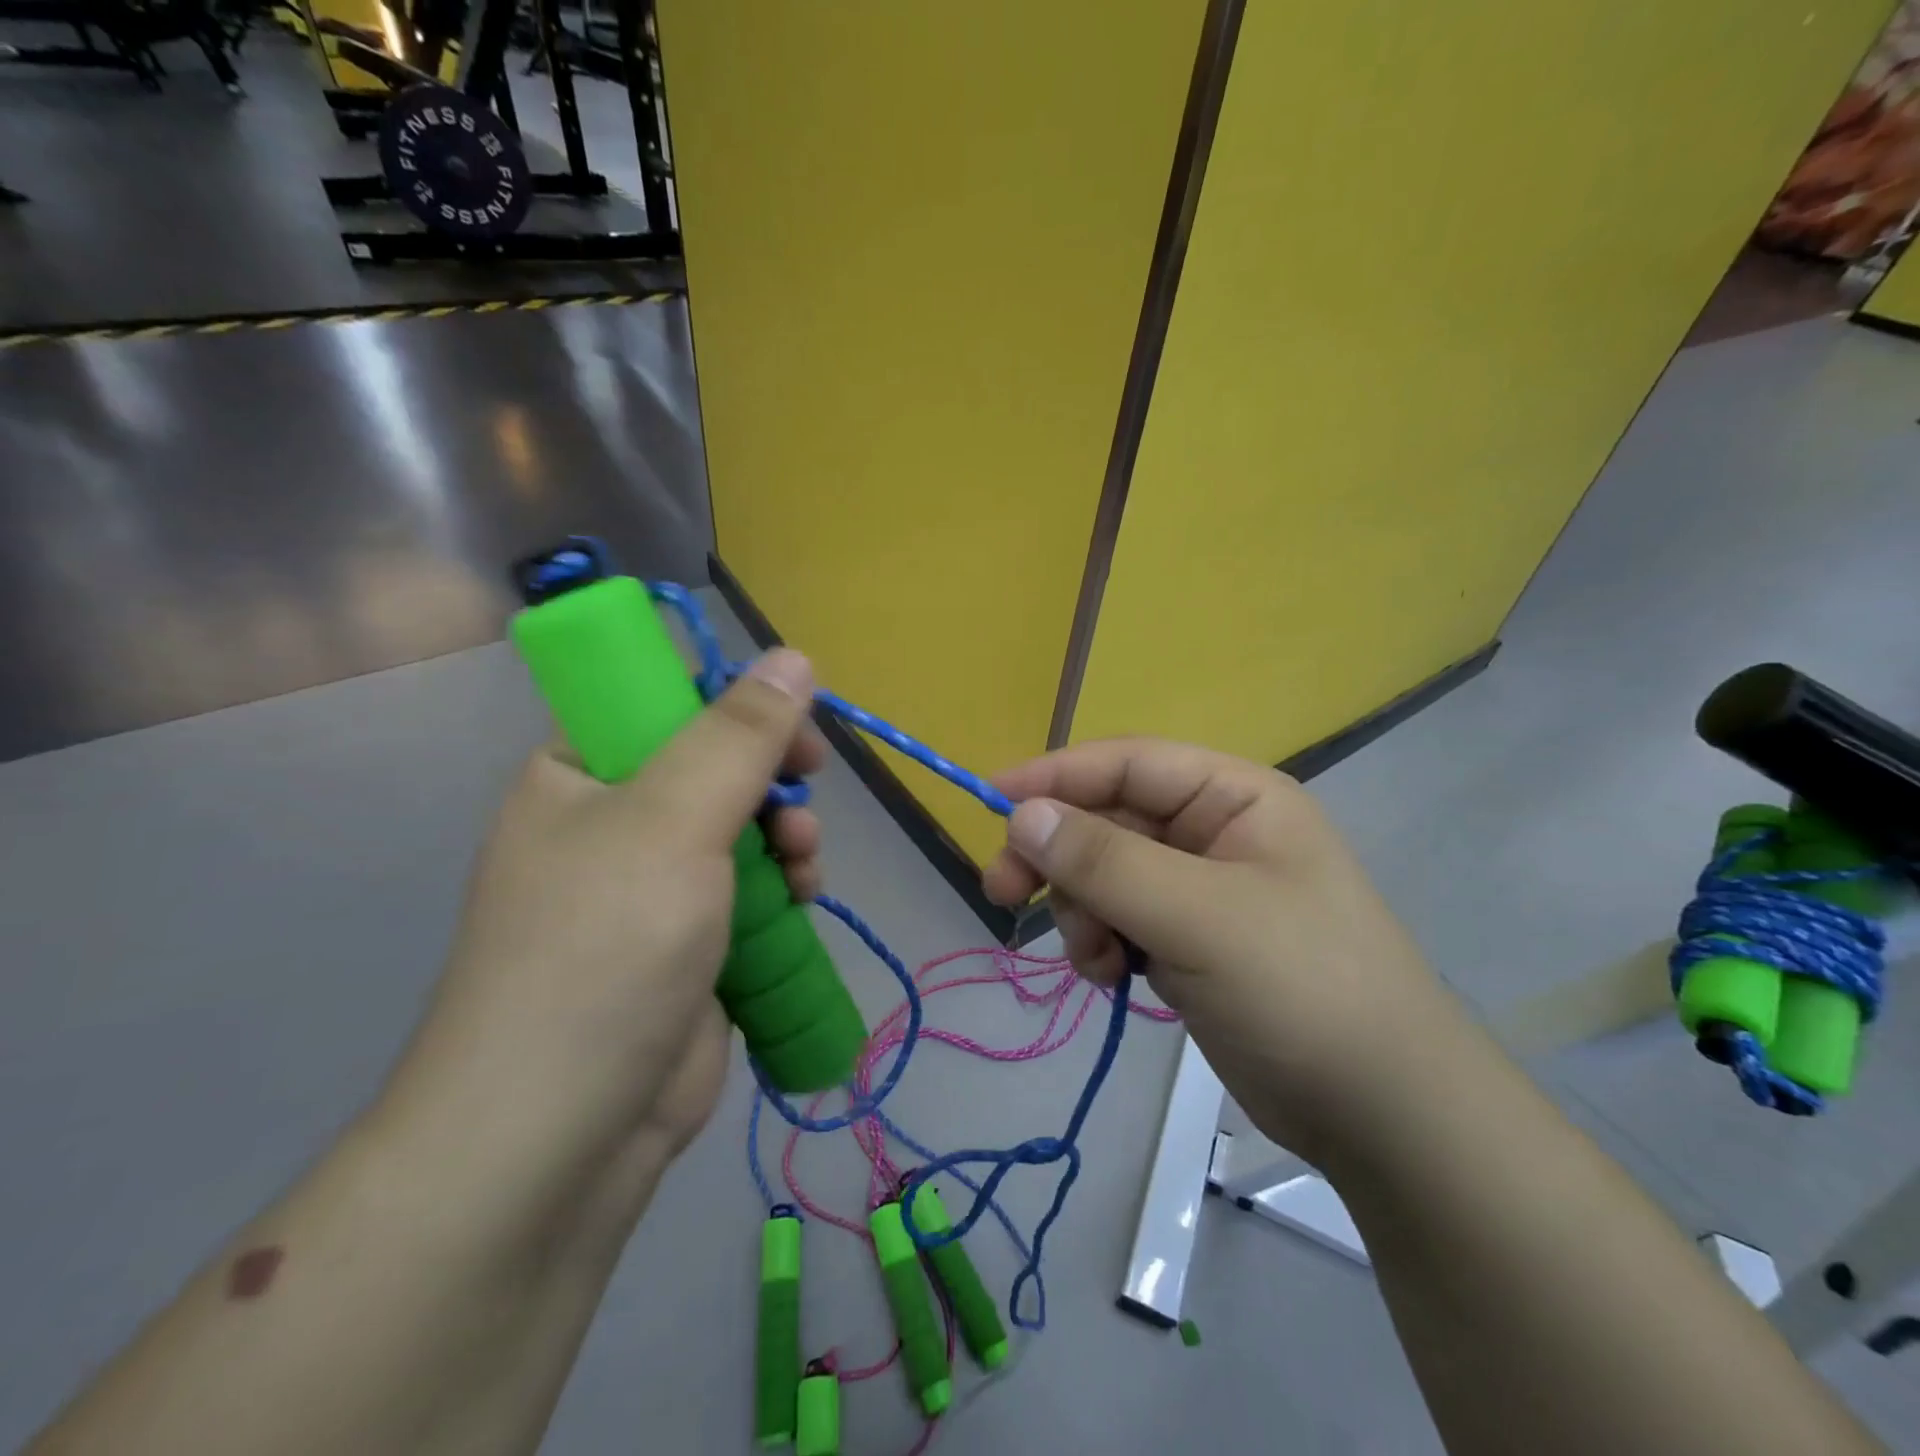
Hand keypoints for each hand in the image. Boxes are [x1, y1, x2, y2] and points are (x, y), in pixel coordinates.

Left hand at [388, 649, 824, 1194]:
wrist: (565, 1132)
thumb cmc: (603, 950)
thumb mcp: (672, 821)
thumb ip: (737, 736)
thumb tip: (793, 656)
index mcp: (581, 772)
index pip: (663, 699)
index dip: (732, 700)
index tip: (786, 725)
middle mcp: (615, 820)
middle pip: (718, 763)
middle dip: (772, 775)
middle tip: (806, 784)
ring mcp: (658, 884)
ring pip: (747, 825)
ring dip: (789, 832)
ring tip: (805, 860)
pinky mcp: (696, 938)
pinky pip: (755, 885)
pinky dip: (787, 884)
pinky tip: (806, 899)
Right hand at [983, 738, 1459, 1162]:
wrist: (1381, 1112)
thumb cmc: (1301, 988)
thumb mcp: (1198, 916)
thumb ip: (1105, 861)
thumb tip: (1021, 816)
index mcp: (1232, 797)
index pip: (1126, 764)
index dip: (1056, 776)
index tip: (990, 803)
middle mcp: (1213, 831)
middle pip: (1106, 820)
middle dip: (1058, 857)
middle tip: (1003, 892)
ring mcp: (1198, 889)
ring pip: (1103, 873)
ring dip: (1081, 910)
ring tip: (1095, 958)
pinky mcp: (1186, 939)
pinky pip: (1117, 918)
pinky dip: (1099, 942)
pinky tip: (1110, 977)